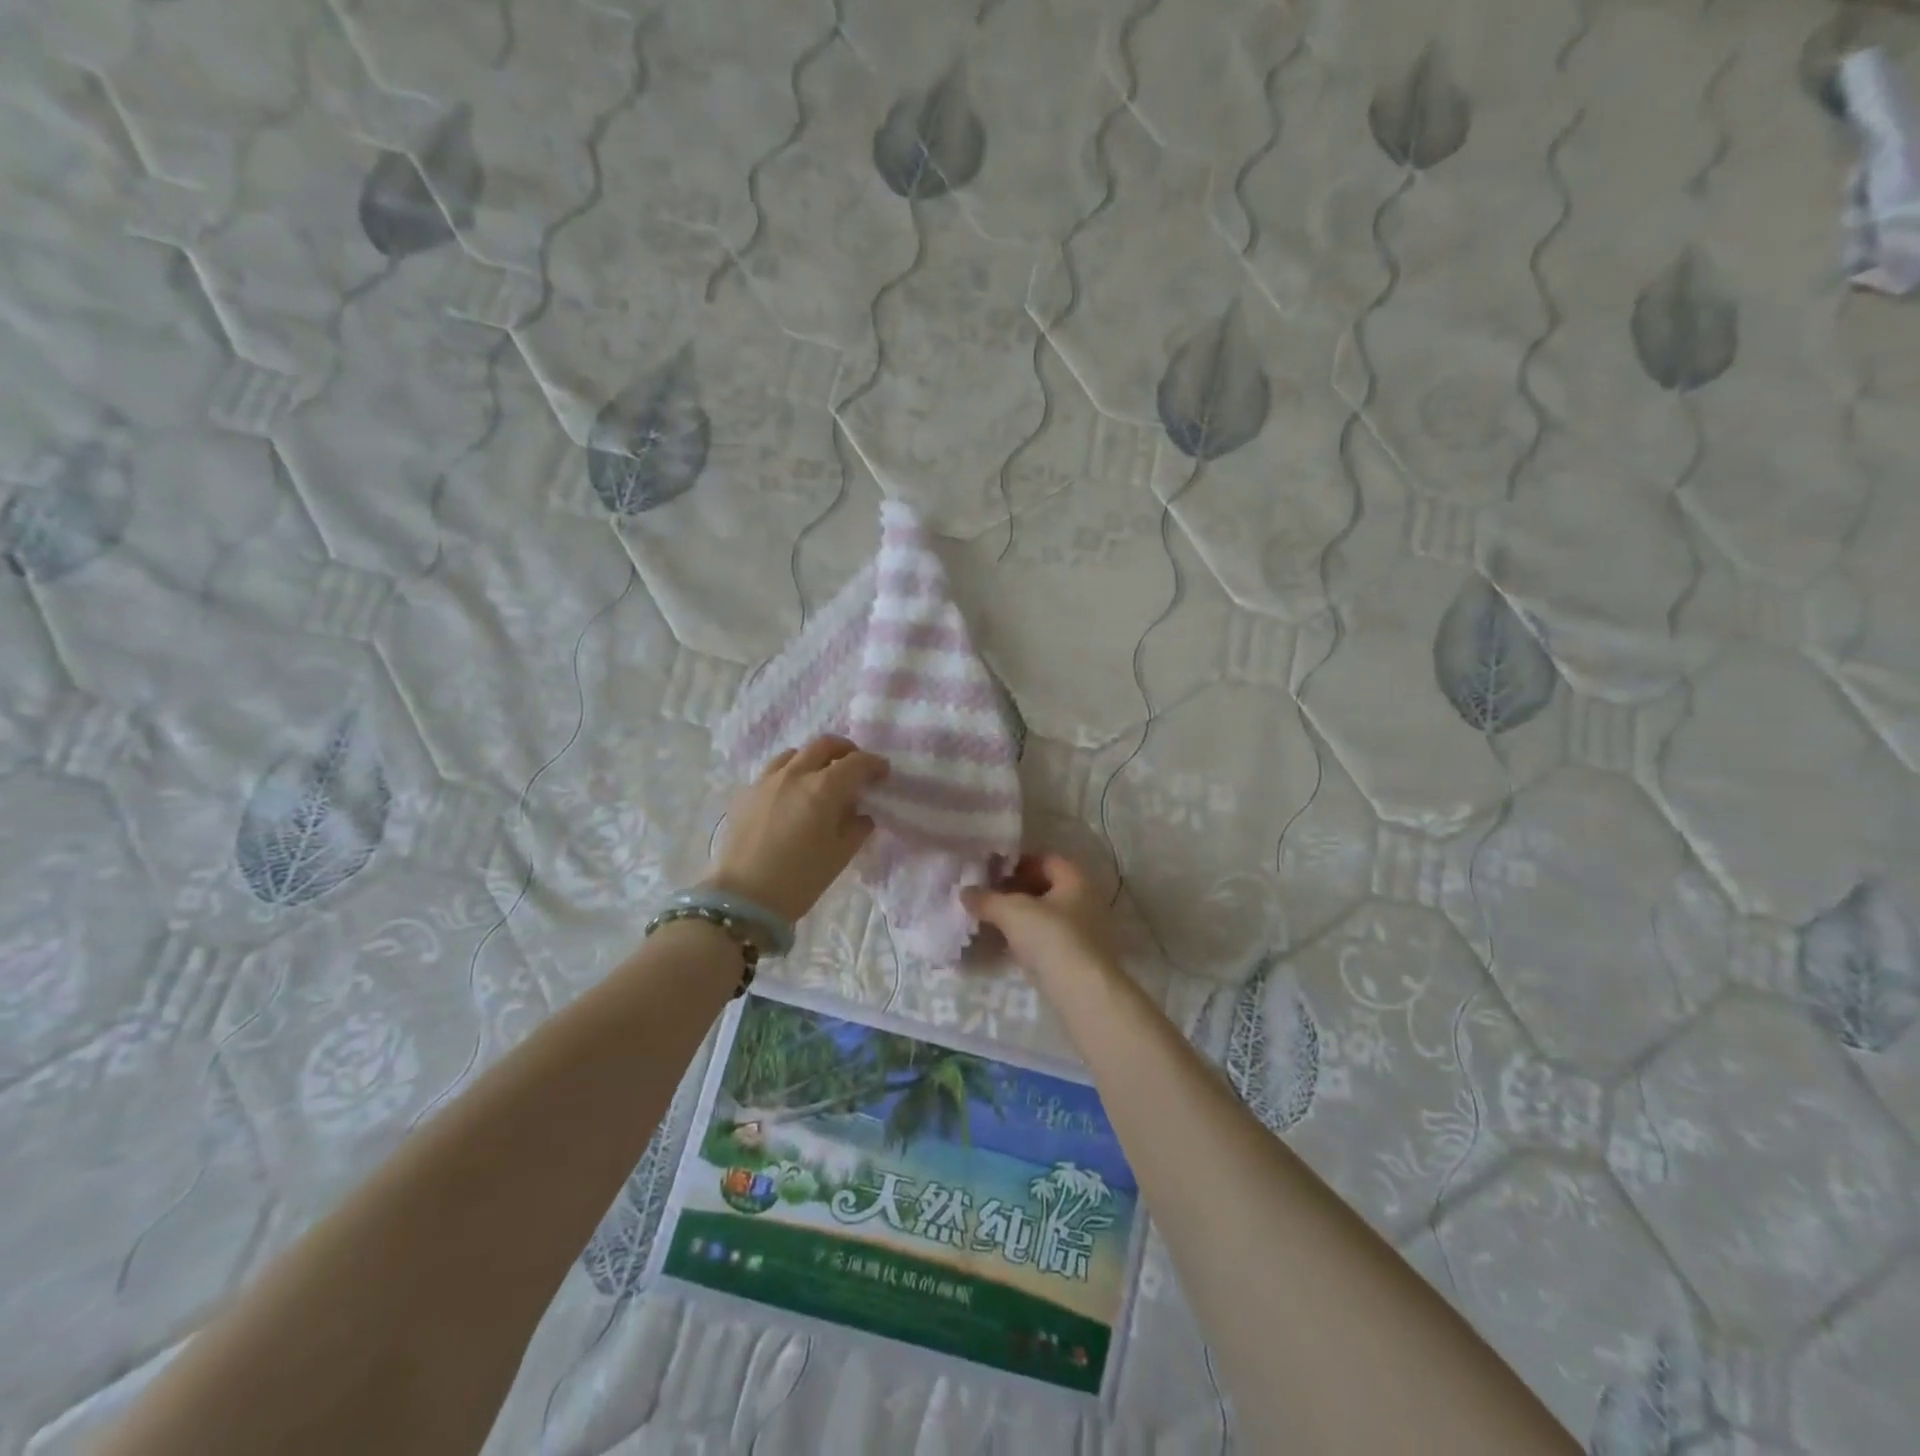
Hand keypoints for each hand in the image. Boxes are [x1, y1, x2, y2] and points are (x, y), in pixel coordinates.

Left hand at [704, 735, 888, 923]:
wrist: (743, 898)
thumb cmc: (800, 879)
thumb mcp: (840, 855)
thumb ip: (857, 827)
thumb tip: (860, 814)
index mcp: (824, 788)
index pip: (856, 763)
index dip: (874, 764)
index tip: (883, 773)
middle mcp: (795, 774)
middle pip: (825, 745)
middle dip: (846, 751)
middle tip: (855, 767)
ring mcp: (767, 780)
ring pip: (796, 753)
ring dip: (815, 758)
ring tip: (821, 777)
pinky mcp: (747, 793)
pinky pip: (774, 771)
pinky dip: (791, 773)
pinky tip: (792, 794)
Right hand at [961, 854, 1118, 982]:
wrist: (1079, 991)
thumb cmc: (1050, 937)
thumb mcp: (1012, 912)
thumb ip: (987, 899)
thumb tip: (964, 892)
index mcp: (1075, 880)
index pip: (1046, 860)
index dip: (1018, 862)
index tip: (992, 870)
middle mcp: (1083, 901)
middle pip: (1044, 888)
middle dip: (1014, 891)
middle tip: (986, 895)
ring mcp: (1081, 932)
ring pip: (1043, 916)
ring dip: (1018, 917)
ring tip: (988, 919)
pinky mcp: (1073, 958)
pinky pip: (1044, 940)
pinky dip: (1024, 939)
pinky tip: (1001, 945)